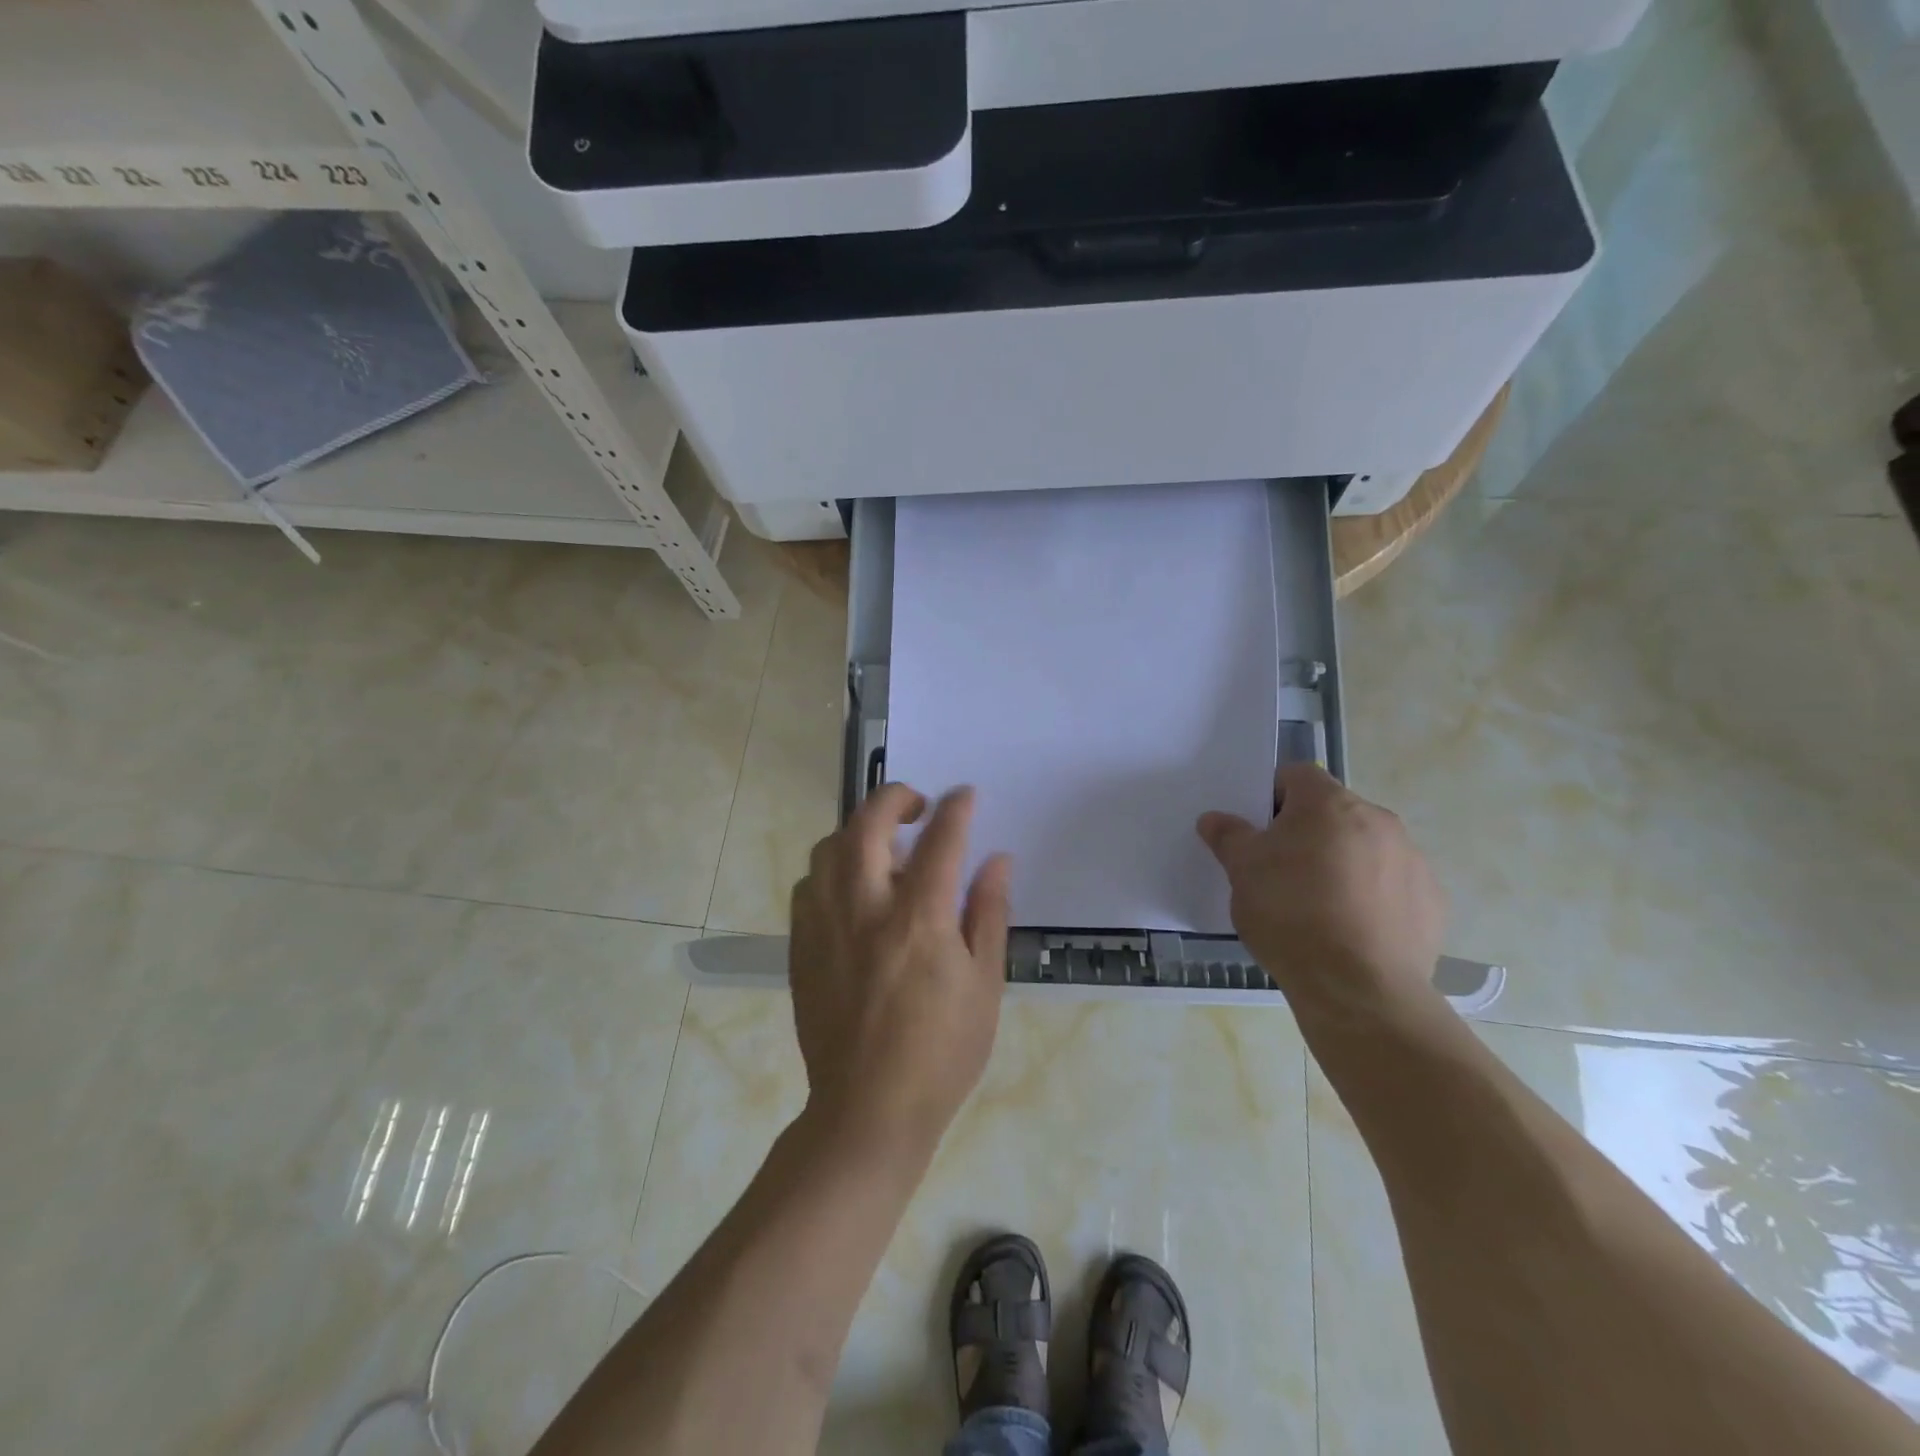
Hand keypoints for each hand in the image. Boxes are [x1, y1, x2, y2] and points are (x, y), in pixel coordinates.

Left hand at [789, 784, 1012, 1160]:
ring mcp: (825, 926)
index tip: (964, 794)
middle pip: (867, 825)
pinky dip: (831, 869)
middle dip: (894, 798)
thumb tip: (996, 860)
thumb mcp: (985, 985)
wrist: (868, 1111)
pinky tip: (851, 890)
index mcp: (919, 919)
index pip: (940, 840)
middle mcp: (865, 909)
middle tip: (916, 805)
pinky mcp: (801, 947)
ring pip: (828, 848)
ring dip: (858, 832)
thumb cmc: (941, 1052)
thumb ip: (989, 913)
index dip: (955, 809)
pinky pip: (808, 885)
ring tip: (883, 847)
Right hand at [1197, 764, 1445, 1021]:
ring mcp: (1412, 861)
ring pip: (1365, 849)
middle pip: (1333, 812)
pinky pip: (1393, 887)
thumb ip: (1228, 836)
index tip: (1257, 831)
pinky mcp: (1432, 903)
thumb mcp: (1242, 872)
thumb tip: (1215, 819)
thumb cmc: (1290, 914)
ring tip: (1316, 908)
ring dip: (1342, 864)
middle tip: (1280, 871)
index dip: (1271, 797)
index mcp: (1329, 804)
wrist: (1358, 988)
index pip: (1296, 775)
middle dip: (1307, 833)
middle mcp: (1378, 821)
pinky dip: (1372, 899)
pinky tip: (1350, 932)